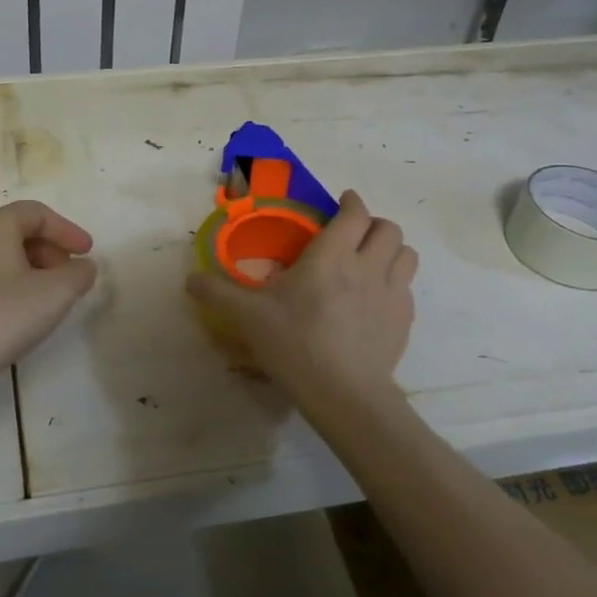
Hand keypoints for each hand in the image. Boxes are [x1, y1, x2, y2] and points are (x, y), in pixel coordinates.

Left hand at [0, 200, 97, 388]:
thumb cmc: (4, 315)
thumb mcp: (56, 292)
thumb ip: (79, 273)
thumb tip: (84, 267)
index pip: (36, 212)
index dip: (67, 229)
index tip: (88, 252)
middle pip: (19, 231)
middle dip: (52, 249)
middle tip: (72, 274)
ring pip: (5, 256)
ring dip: (36, 269)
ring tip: (54, 296)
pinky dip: (16, 284)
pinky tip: (27, 312)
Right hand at [186, 190, 417, 411]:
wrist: (343, 394)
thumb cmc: (294, 344)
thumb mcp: (247, 317)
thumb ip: (217, 294)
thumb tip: (189, 280)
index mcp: (331, 256)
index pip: (355, 213)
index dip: (351, 202)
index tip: (342, 202)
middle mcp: (367, 266)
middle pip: (389, 228)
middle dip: (373, 224)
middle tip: (353, 233)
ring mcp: (392, 294)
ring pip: (407, 254)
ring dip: (390, 249)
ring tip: (370, 260)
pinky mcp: (404, 321)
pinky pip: (407, 287)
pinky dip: (395, 283)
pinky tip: (375, 299)